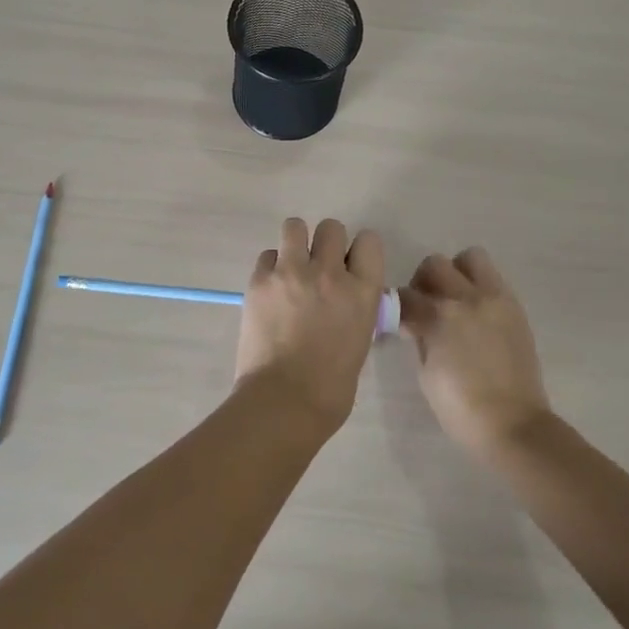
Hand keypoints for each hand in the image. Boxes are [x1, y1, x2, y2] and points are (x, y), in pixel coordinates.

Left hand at [235, 218, 383, 434]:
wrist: (284, 401)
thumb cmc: (331, 388)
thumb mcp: (360, 342)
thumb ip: (356, 310)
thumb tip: (347, 302)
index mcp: (362, 291)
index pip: (369, 241)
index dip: (359, 250)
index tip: (351, 265)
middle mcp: (329, 273)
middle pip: (331, 227)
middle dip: (326, 243)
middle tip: (318, 268)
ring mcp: (291, 272)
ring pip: (294, 226)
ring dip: (296, 243)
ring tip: (291, 267)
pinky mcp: (260, 280)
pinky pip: (267, 255)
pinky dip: (270, 267)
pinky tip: (271, 290)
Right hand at [399, 248, 551, 462]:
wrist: (514, 425)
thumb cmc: (461, 408)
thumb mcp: (426, 374)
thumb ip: (419, 338)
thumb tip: (415, 324)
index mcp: (438, 318)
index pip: (405, 296)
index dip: (397, 307)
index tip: (399, 321)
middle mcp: (466, 298)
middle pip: (434, 265)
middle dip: (423, 282)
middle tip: (425, 306)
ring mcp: (495, 299)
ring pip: (470, 258)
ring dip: (456, 273)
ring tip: (455, 299)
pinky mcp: (514, 307)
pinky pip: (493, 278)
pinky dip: (479, 286)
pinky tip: (476, 313)